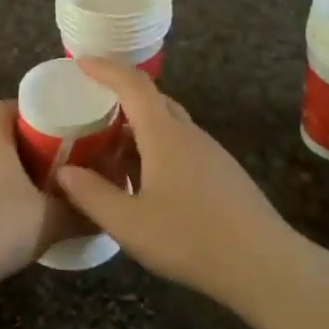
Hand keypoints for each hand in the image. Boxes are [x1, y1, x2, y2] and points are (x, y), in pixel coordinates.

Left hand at [0, 100, 83, 286]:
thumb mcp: (51, 221)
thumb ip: (80, 212)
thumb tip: (105, 210)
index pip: (2, 108)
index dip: (25, 109)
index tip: (51, 121)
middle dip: (24, 145)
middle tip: (54, 160)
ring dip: (7, 174)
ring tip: (35, 193)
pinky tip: (9, 222)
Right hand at [55, 58, 300, 300]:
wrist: (264, 265)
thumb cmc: (190, 239)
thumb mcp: (128, 223)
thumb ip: (92, 195)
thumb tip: (64, 172)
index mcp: (164, 135)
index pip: (133, 85)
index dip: (106, 70)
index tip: (81, 63)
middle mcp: (189, 135)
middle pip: (153, 101)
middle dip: (121, 99)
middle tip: (92, 111)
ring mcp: (211, 154)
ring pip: (169, 127)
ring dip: (139, 130)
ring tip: (112, 153)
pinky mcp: (223, 175)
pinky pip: (182, 147)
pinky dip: (157, 150)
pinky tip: (146, 183)